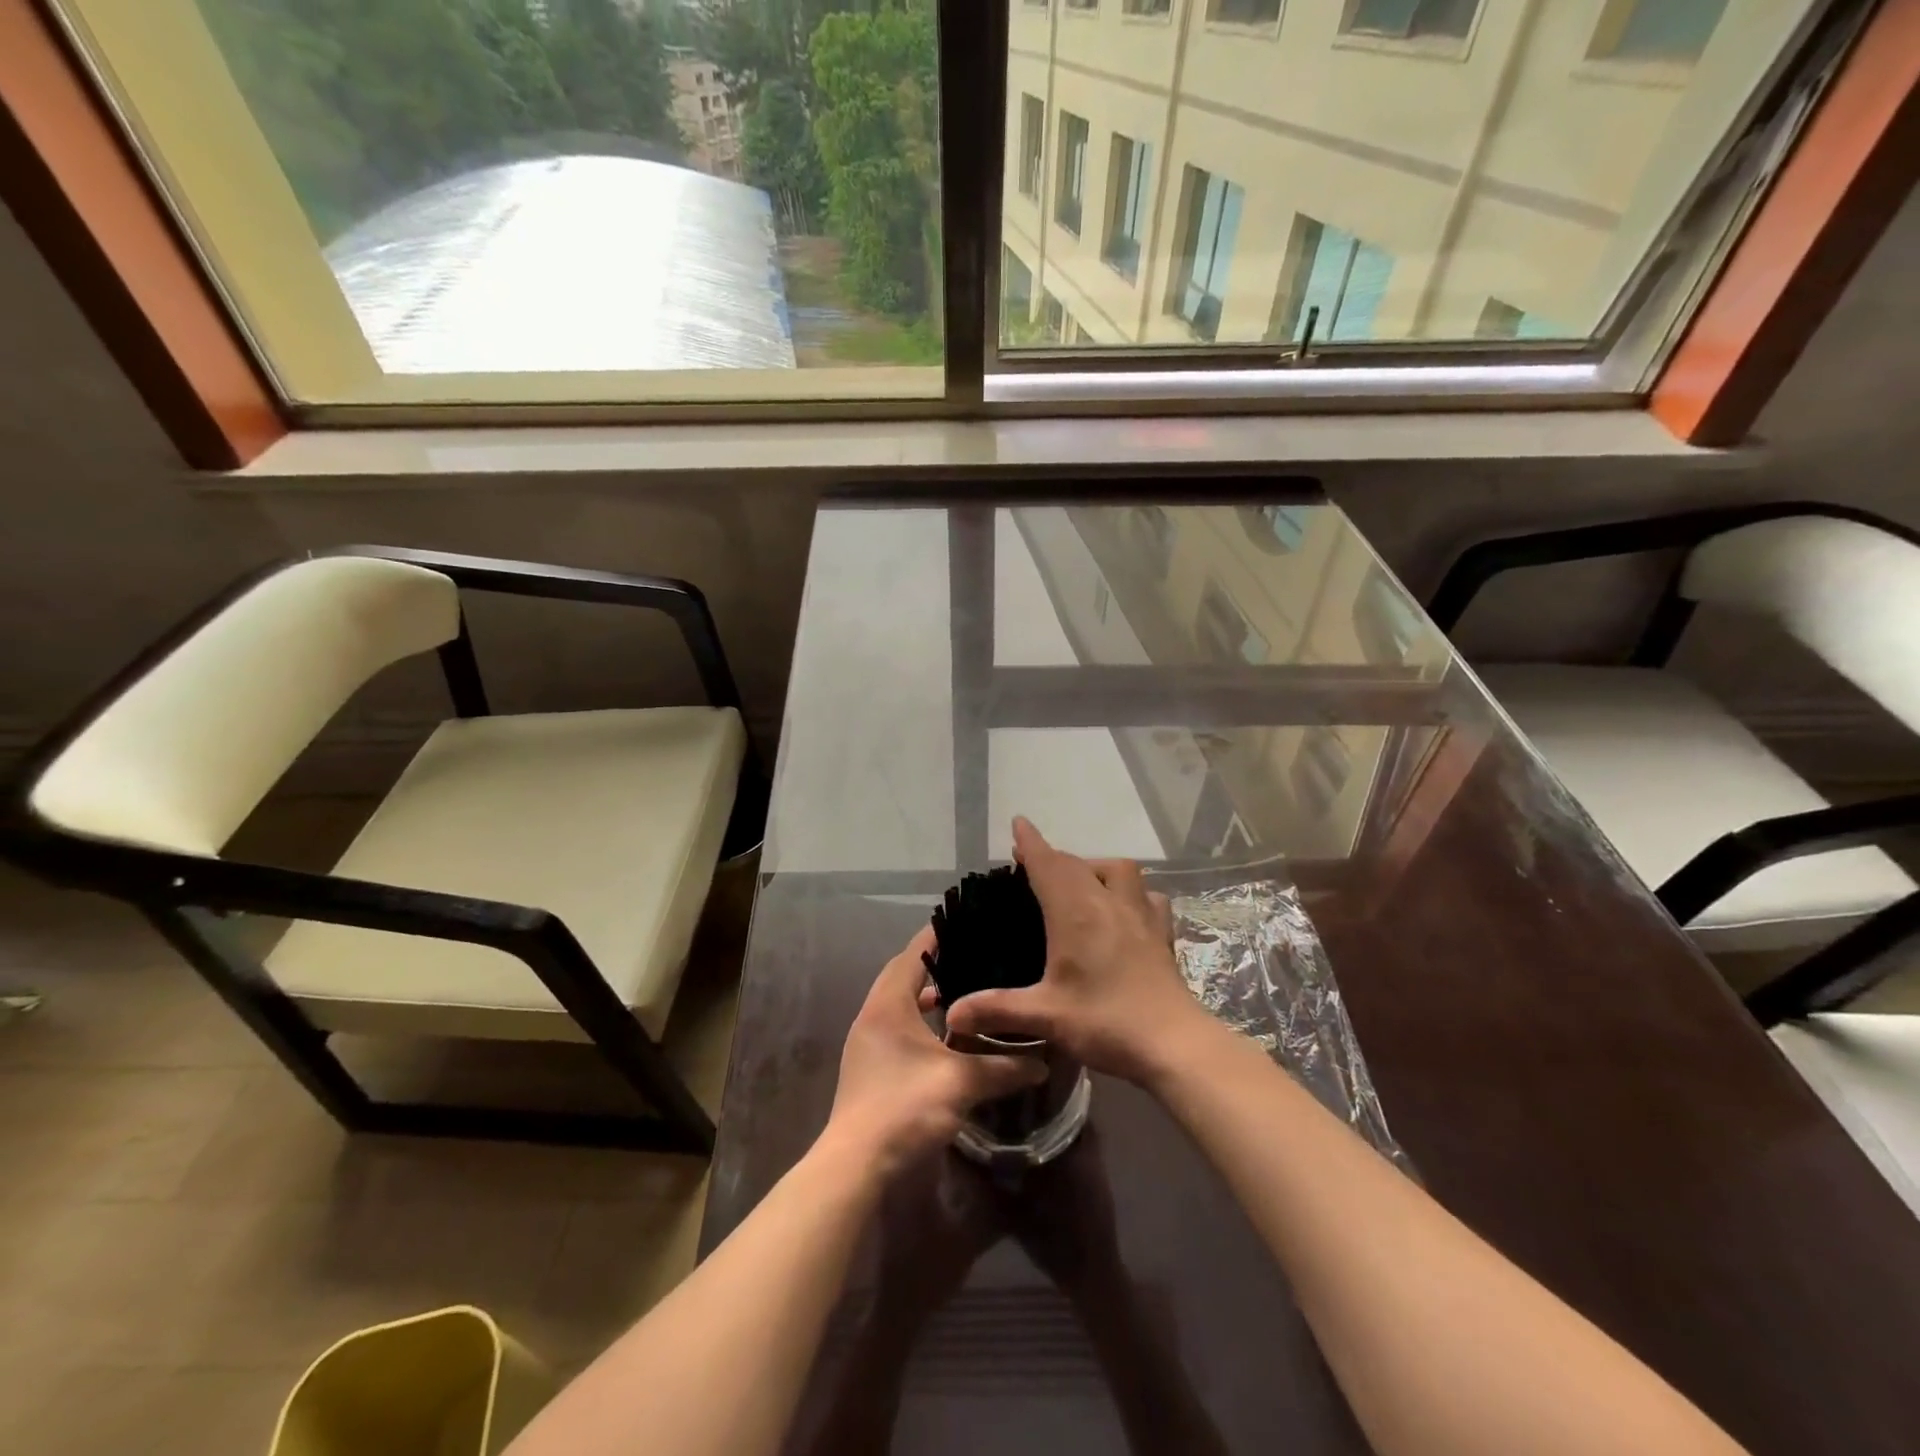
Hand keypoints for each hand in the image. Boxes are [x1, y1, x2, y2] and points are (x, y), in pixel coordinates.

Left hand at [825, 926, 1044, 1175]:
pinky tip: (948, 1041)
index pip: (913, 953)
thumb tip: (1043, 1062)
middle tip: (974, 957)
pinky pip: (897, 1028)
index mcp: (888, 1004)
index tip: (967, 921)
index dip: (939, 935)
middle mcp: (872, 1015)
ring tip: (966, 997)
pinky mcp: (869, 1068)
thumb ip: (1003, 1067)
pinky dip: (921, 1024)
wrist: (855, 1166)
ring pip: (899, 1005)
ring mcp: (867, 1043)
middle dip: (936, 965)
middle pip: (903, 975)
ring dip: (928, 998)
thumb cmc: (904, 1107)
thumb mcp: (961, 1083)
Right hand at [944, 817, 1218, 1085]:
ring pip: (1117, 870)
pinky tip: (1125, 908)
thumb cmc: (1105, 1022)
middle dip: (1052, 857)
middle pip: (1077, 864)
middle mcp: (1107, 902)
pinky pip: (1146, 895)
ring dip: (1094, 867)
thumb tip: (951, 1015)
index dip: (1031, 843)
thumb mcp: (1045, 1016)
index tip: (1018, 824)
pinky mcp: (1160, 933)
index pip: (1048, 864)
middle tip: (1032, 864)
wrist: (1174, 1044)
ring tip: (1080, 882)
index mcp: (1075, 912)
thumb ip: (996, 1010)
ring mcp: (1139, 915)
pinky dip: (1131, 891)